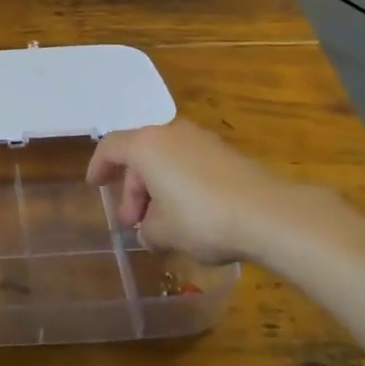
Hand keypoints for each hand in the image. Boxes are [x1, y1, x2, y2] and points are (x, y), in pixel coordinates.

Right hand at [88, 120, 320, 264]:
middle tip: (133, 223)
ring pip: (167, 161)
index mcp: (147, 145)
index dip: (98, 166)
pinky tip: (189, 216)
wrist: (269, 214)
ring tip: (161, 224)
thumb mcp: (163, 231)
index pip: (111, 147)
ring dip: (158, 189)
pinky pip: (191, 166)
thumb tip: (149, 231)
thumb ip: (147, 229)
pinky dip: (182, 186)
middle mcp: (172, 134)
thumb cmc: (201, 218)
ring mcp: (203, 141)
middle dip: (133, 190)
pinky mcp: (228, 155)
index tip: (95, 185)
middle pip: (141, 156)